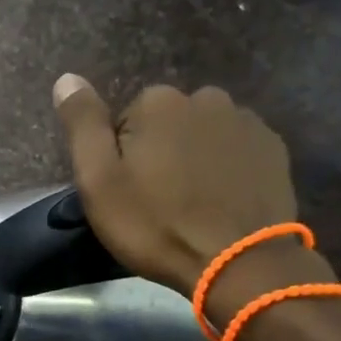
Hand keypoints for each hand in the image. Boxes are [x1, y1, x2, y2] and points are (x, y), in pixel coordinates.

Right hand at [52, 74, 335, 320]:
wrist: (238, 262)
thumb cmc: (157, 225)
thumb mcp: (100, 182)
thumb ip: (83, 125)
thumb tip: (67, 78)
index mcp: (158, 102)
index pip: (125, 122)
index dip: (122, 160)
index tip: (128, 194)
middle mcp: (205, 97)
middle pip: (168, 125)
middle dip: (161, 154)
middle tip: (160, 203)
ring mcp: (246, 121)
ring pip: (204, 135)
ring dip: (196, 160)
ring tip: (194, 205)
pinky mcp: (273, 149)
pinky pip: (236, 150)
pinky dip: (227, 169)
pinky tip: (223, 202)